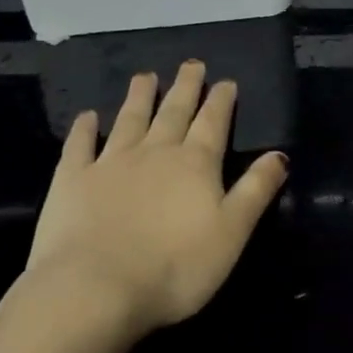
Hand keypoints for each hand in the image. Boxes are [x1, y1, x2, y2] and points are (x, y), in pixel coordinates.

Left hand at [0, 62, 287, 344]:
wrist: (95, 289)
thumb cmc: (175, 268)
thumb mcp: (232, 233)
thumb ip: (256, 190)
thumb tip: (280, 154)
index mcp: (195, 164)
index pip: (213, 123)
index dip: (221, 101)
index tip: (225, 81)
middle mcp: (155, 153)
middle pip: (173, 112)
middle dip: (185, 88)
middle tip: (191, 64)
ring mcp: (110, 163)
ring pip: (129, 120)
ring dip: (139, 97)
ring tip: (145, 76)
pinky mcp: (72, 180)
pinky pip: (80, 146)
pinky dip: (84, 129)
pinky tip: (87, 116)